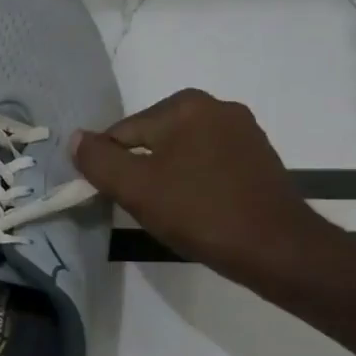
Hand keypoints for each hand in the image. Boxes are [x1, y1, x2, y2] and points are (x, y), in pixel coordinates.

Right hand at [68, 89, 333, 283]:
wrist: (278, 250)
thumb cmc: (199, 212)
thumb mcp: (134, 188)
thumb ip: (97, 160)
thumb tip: (77, 139)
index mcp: (185, 106)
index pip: (123, 133)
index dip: (112, 167)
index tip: (120, 197)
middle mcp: (217, 107)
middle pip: (151, 139)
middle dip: (140, 170)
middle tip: (147, 206)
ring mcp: (243, 131)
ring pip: (178, 152)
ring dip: (166, 176)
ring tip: (172, 210)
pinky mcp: (258, 157)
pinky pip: (206, 162)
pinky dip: (193, 181)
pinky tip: (198, 207)